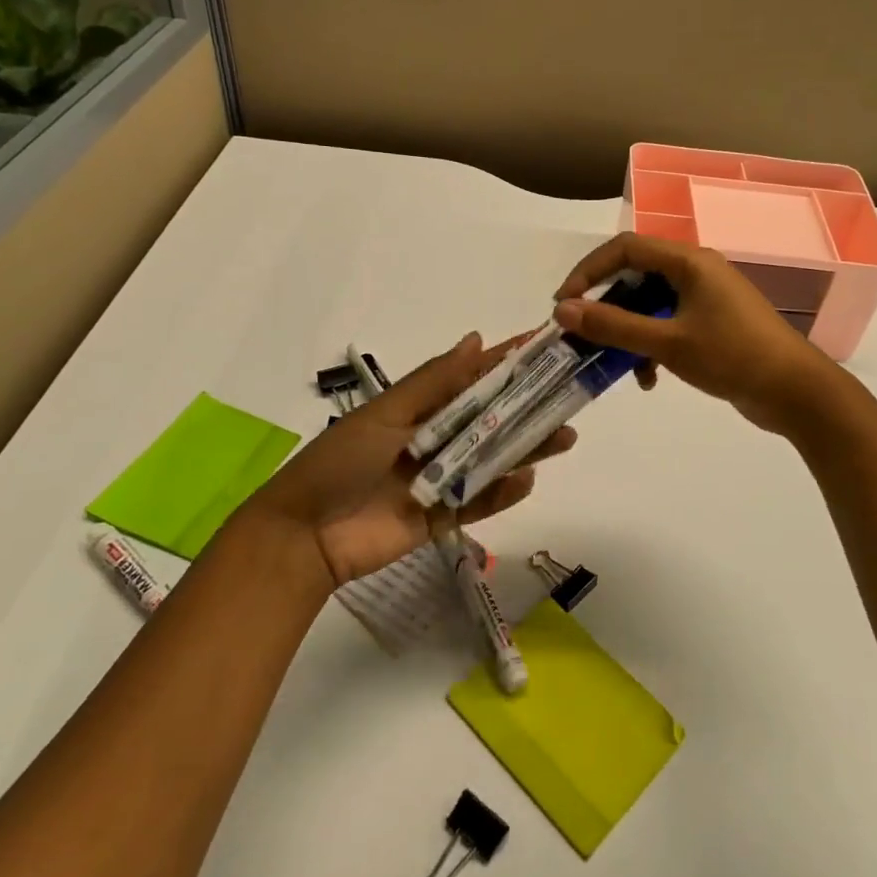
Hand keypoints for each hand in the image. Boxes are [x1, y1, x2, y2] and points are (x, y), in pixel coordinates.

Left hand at [246, 333, 576, 585]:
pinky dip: (504, 492)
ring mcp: (441, 478)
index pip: (473, 378)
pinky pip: (481, 501)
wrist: (304, 537)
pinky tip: (527, 479)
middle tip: (572, 396)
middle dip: (530, 406)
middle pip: (492, 419)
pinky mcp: (443, 517)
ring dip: (528, 447)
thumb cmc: (341, 462)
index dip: (508, 362)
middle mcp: (437, 438)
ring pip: (494, 458)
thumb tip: (477, 339)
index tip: (546, 345)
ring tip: (565, 436)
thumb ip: (434, 382)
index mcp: (421, 408)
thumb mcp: (386, 414)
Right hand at [552, 233, 841, 434]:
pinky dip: (653, 346)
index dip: (589, 271)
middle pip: (637, 275)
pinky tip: (650, 379)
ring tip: (617, 365)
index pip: (626, 248)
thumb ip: (614, 326)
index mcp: (689, 262)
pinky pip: (670, 323)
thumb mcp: (667, 343)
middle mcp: (698, 271)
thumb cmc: (732, 357)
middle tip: (583, 333)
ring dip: (630, 332)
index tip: (564, 303)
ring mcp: (708, 297)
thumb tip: (563, 310)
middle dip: (607, 307)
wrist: (796, 392)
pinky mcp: (715, 323)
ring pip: (652, 304)